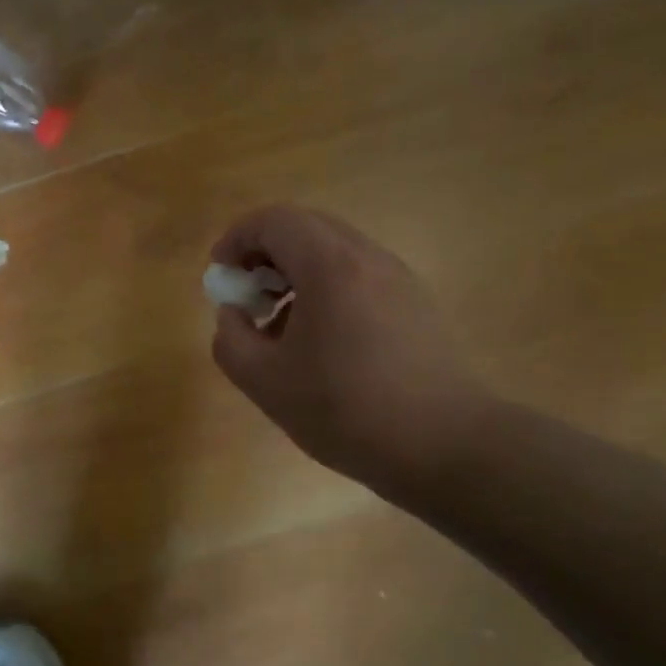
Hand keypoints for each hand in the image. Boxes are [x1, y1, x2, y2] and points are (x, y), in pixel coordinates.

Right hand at [209, 206, 492, 505]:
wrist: (444, 445)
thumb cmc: (345, 410)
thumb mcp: (265, 382)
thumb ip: (231, 339)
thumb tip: (233, 314)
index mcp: (330, 266)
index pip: (274, 220)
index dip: (237, 239)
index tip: (221, 277)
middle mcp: (369, 258)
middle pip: (306, 228)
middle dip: (265, 254)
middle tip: (247, 298)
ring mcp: (399, 279)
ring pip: (335, 252)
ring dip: (297, 274)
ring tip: (281, 328)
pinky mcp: (416, 305)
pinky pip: (360, 277)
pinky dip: (327, 291)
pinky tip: (322, 344)